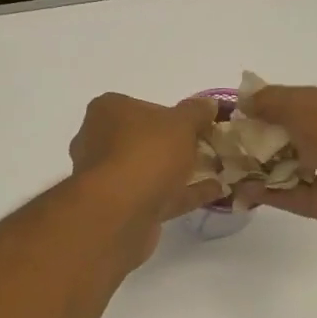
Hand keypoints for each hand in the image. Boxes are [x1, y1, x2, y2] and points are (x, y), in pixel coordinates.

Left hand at [68, 93, 224, 260]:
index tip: (199, 123)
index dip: (172, 114)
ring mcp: (110, 178)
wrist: (121, 212)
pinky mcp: (121, 208)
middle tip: (208, 147)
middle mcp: (100, 142)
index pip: (142, 106)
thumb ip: (196, 112)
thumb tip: (209, 104)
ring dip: (181, 171)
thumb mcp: (181, 123)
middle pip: (145, 140)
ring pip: (151, 170)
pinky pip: (159, 195)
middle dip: (176, 145)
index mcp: (108, 112)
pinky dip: (184, 193)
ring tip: (216, 170)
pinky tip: (215, 191)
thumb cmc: (147, 153)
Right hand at [235, 85, 316, 243]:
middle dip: (264, 138)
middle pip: (298, 137)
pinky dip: (271, 194)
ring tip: (229, 167)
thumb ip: (276, 102)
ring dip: (264, 167)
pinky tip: (243, 191)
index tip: (239, 112)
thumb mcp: (311, 107)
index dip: (272, 106)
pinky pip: (296, 197)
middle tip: (228, 142)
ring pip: (295, 168)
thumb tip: (243, 98)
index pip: (305, 104)